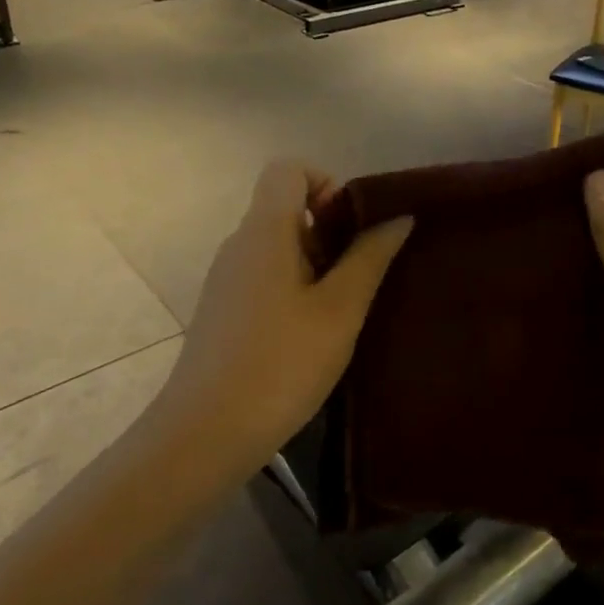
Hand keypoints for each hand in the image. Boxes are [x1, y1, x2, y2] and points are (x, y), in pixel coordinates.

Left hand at [159, 162, 412, 472]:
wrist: (205, 434)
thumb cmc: (281, 363)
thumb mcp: (340, 310)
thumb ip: (370, 257)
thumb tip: (398, 217)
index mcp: (264, 231)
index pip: (288, 169)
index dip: (325, 182)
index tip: (351, 226)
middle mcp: (239, 244)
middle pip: (285, 207)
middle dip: (329, 229)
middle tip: (360, 273)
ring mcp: (225, 279)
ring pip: (277, 245)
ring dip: (315, 262)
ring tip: (343, 308)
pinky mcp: (222, 311)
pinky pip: (264, 276)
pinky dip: (294, 286)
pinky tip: (313, 332)